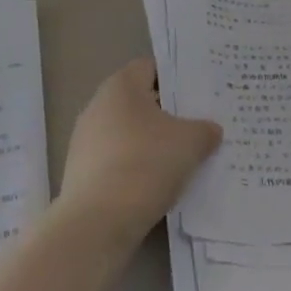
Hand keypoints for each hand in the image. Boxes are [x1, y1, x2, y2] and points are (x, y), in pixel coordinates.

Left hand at [58, 59, 221, 243]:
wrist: (97, 223)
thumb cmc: (146, 164)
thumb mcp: (190, 143)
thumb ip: (204, 130)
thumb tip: (210, 129)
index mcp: (120, 86)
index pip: (150, 68)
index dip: (176, 78)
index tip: (199, 95)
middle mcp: (97, 106)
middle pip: (139, 102)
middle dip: (167, 114)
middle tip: (197, 127)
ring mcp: (85, 140)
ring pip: (128, 133)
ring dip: (151, 143)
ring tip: (181, 160)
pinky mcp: (81, 173)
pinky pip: (117, 161)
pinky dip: (136, 168)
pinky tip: (156, 185)